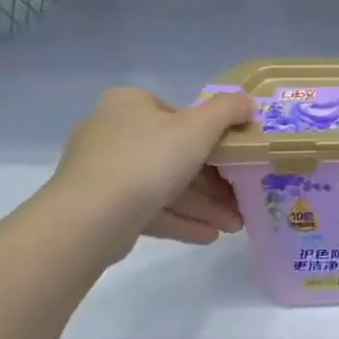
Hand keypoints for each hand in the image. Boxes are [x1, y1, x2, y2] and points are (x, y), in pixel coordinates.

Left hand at [45, 87, 255, 259]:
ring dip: (203, 205)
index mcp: (130, 104)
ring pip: (165, 185)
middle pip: (175, 154)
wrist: (89, 219)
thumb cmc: (148, 159)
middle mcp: (112, 132)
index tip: (236, 157)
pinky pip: (149, 208)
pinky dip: (181, 220)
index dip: (213, 135)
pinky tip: (210, 235)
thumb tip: (249, 103)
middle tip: (241, 199)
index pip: (179, 114)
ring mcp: (104, 172)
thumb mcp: (200, 127)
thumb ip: (228, 110)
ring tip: (233, 225)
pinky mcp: (102, 207)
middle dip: (213, 182)